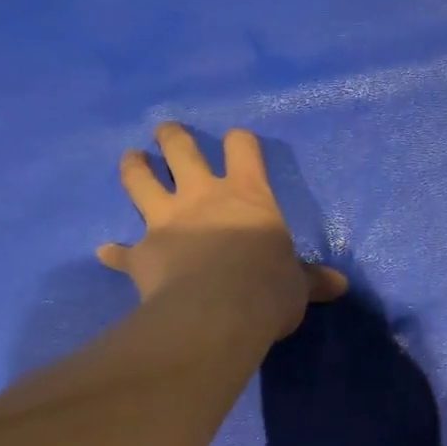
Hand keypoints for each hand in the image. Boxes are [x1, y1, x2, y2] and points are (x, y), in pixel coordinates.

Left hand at [97, 123, 347, 339]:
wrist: (218, 314)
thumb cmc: (268, 288)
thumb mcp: (299, 285)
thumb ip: (312, 280)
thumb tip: (340, 286)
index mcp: (247, 195)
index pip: (243, 149)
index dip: (240, 142)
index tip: (238, 142)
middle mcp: (203, 197)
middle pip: (181, 151)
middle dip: (173, 138)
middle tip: (166, 131)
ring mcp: (166, 222)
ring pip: (141, 182)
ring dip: (135, 168)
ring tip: (132, 158)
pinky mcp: (142, 254)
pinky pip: (122, 251)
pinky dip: (115, 252)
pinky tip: (106, 251)